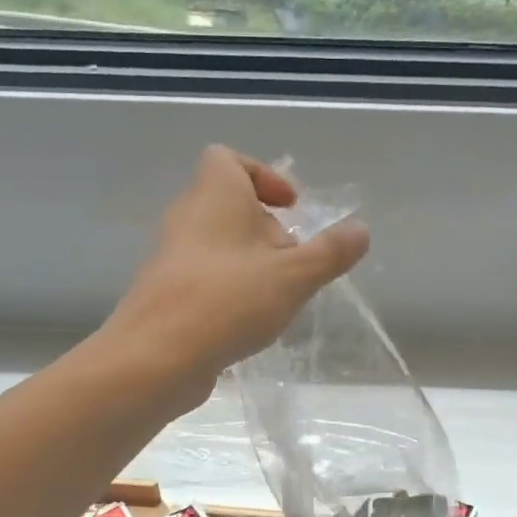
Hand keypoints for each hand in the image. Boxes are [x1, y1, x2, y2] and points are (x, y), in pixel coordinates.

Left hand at [102, 146, 368, 407]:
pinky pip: (205, 276)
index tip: (291, 208)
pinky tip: (249, 321)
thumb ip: (330, 252)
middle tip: (294, 261)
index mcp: (214, 194)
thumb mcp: (295, 277)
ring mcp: (171, 256)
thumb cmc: (228, 301)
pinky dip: (230, 288)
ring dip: (251, 263)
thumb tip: (361, 230)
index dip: (263, 176)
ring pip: (218, 244)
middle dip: (267, 229)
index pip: (228, 159)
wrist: (155, 357)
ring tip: (277, 296)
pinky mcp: (165, 292)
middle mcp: (187, 216)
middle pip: (229, 205)